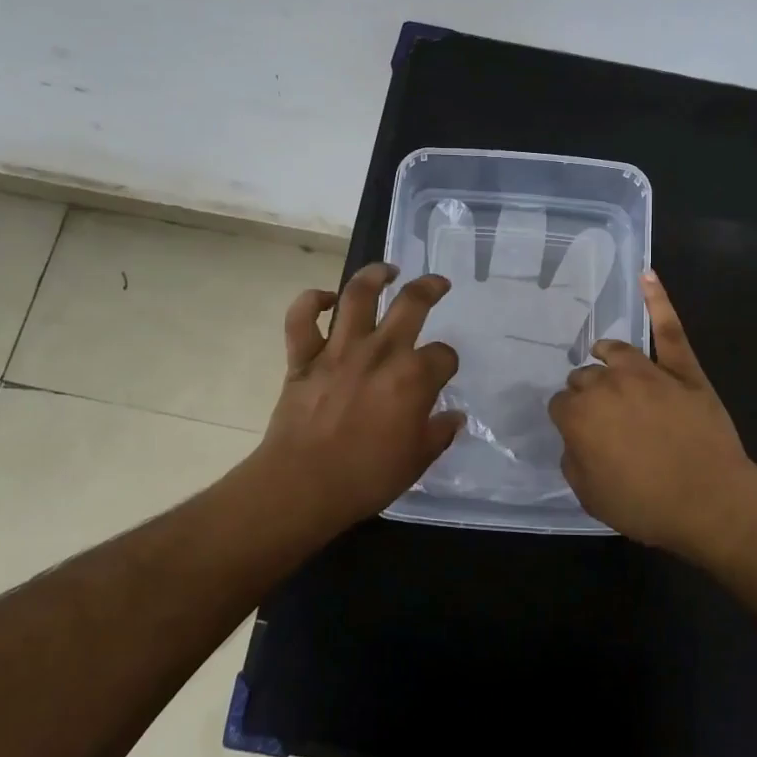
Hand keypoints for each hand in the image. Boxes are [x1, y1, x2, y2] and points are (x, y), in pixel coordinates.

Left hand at [254, 262, 463, 530]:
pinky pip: (302, 318)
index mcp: (414, 377)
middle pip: (411, 304)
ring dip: (374, 275)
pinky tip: (326, 300)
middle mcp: (380, 352)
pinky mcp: (304, 357)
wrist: (302, 485)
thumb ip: (439, 433)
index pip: (444, 355)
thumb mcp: (417, 460)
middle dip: (430, 287)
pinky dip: (311, 302)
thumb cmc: (366, 477)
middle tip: (437, 283)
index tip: (443, 374)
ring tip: (387, 270)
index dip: (447, 363)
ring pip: (357, 295)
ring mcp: (339, 350)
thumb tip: (454, 416)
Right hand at [548, 271, 756, 554]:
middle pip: (586, 377)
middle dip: (588, 394)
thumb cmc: (646, 506)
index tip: (581, 436)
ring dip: (606, 357)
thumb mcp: (590, 496)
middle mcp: (607, 384)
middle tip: (604, 419)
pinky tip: (647, 275)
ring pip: (616, 352)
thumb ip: (573, 460)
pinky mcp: (683, 369)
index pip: (562, 406)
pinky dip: (658, 300)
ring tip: (605, 358)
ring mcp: (647, 372)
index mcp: (579, 415)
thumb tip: (577, 438)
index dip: (571, 422)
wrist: (711, 502)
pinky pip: (669, 329)